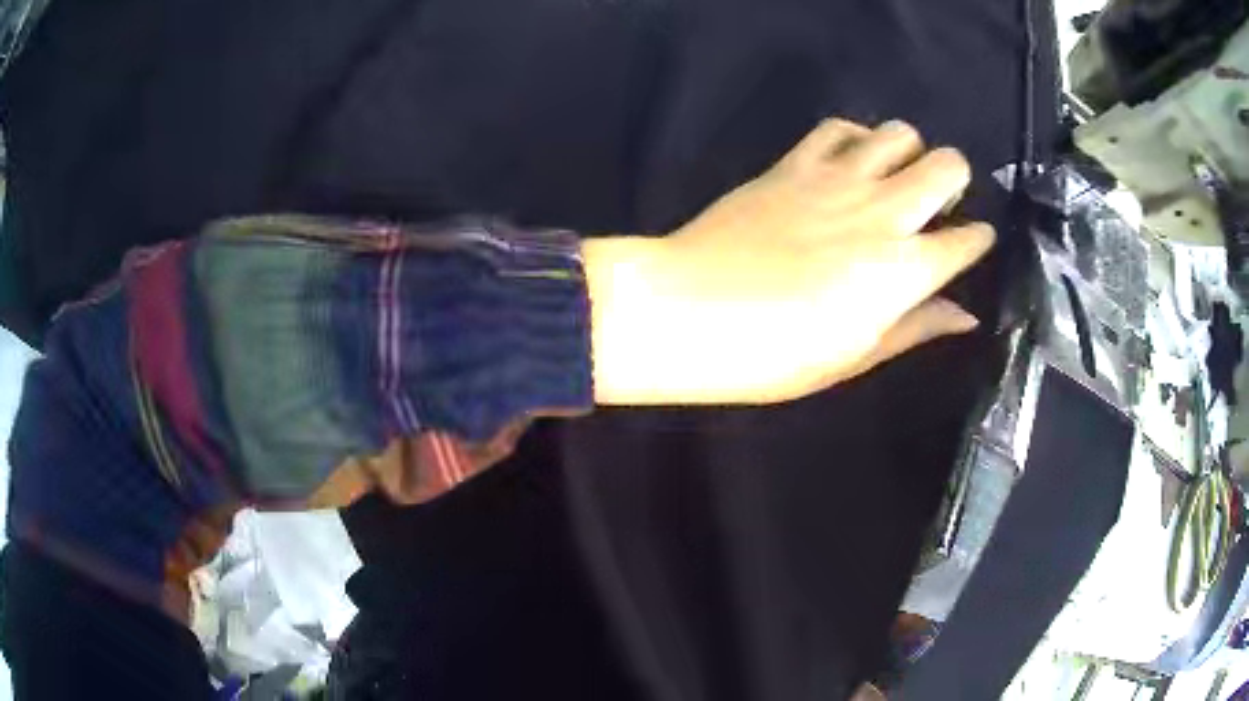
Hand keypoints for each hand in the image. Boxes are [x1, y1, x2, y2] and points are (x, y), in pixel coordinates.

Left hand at [587, 118, 994, 404]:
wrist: (688, 310)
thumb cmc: (774, 354)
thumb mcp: (856, 356)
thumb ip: (917, 326)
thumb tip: (966, 315)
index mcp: (904, 271)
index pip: (968, 239)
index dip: (979, 240)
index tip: (974, 243)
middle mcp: (883, 212)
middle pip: (948, 165)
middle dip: (954, 181)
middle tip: (936, 205)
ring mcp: (838, 179)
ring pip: (899, 133)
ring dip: (909, 152)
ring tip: (893, 179)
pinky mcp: (794, 163)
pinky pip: (838, 128)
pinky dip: (855, 137)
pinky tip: (849, 161)